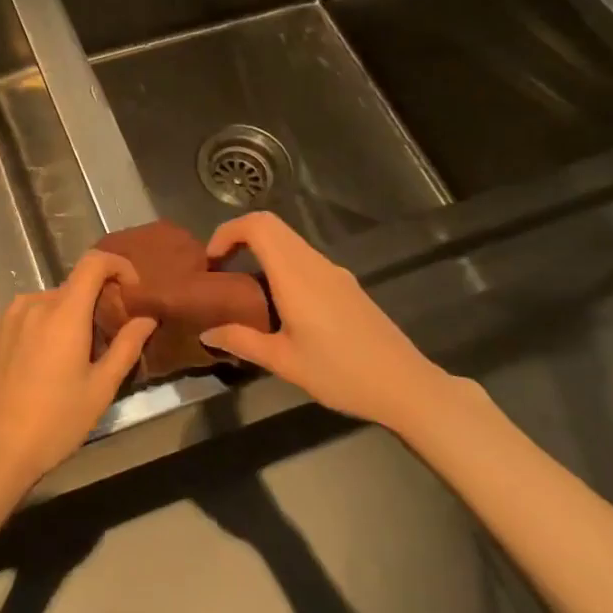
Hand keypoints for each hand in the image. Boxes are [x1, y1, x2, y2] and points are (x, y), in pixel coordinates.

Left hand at [0, 252, 158, 496]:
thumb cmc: (56, 420)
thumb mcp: (101, 388)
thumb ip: (127, 346)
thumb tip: (147, 317)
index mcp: (64, 312)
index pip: (94, 262)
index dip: (118, 266)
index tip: (133, 290)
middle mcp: (35, 303)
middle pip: (76, 285)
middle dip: (99, 301)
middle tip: (113, 334)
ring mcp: (12, 316)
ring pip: (54, 301)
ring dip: (73, 315)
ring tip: (82, 353)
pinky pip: (33, 314)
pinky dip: (50, 324)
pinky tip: (52, 361)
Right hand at [199, 211, 447, 427]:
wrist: (406, 386)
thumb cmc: (341, 373)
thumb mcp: (284, 363)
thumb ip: (242, 341)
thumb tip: (206, 333)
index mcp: (296, 275)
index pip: (257, 226)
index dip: (227, 232)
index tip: (211, 263)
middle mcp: (314, 264)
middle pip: (271, 226)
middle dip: (238, 239)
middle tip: (220, 273)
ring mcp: (333, 273)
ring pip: (288, 243)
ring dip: (260, 253)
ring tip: (243, 293)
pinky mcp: (345, 285)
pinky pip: (304, 260)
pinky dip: (280, 266)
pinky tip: (278, 307)